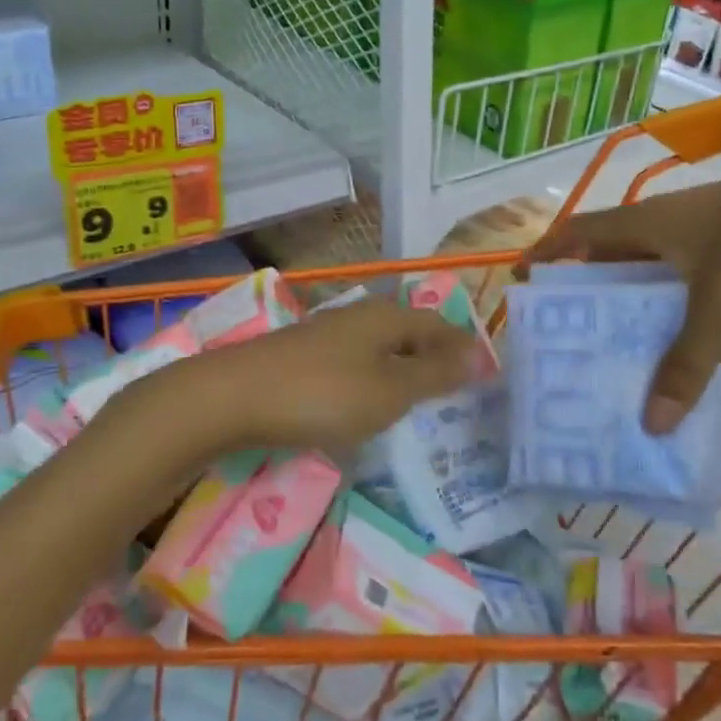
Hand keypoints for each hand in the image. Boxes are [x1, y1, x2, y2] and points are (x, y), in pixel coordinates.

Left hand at [157, 298, 487, 460]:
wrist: (234, 397)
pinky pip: (358, 363)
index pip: (441, 326)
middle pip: (412, 334)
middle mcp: (362, 315)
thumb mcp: (390, 390)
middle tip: (458, 398)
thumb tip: (478, 353)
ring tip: (421, 406)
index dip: (465, 350)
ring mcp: (331, 333)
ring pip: (383, 349)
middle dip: (436, 361)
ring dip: (405, 372)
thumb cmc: (324, 393)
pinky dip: (375, 381)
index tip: (485, 380)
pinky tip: (371, 404)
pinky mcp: (307, 354)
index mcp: (389, 317)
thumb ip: (434, 374)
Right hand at [523, 141, 720, 434]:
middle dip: (581, 294)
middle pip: (604, 257)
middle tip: (564, 339)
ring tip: (610, 350)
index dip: (545, 254)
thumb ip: (688, 363)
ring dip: (625, 305)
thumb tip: (649, 423)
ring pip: (642, 272)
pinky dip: (663, 307)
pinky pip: (676, 279)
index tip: (521, 286)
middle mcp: (659, 225)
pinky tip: (671, 339)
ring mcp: (693, 233)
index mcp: (643, 224)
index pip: (576, 234)